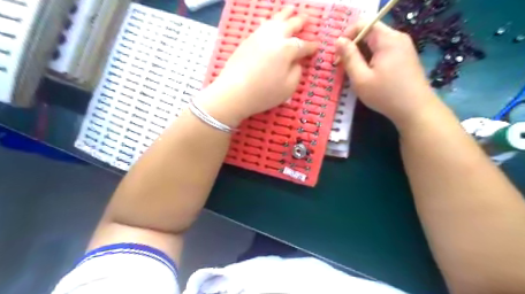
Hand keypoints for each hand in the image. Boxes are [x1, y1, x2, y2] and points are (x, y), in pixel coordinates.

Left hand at [202, 6, 315, 125]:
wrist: (234, 92)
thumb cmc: (264, 93)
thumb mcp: (288, 88)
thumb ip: (297, 72)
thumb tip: (296, 62)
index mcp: (288, 49)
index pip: (304, 46)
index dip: (312, 47)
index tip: (317, 46)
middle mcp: (275, 37)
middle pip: (290, 25)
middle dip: (300, 22)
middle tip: (306, 19)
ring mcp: (259, 36)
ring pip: (275, 20)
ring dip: (285, 14)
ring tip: (291, 10)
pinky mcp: (248, 40)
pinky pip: (261, 26)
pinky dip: (269, 21)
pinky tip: (269, 21)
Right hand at [336, 20, 438, 128]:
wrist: (416, 110)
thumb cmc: (385, 95)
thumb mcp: (361, 78)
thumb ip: (349, 57)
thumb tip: (338, 41)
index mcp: (387, 39)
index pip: (363, 24)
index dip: (346, 35)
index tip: (338, 55)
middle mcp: (397, 38)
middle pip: (369, 32)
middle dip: (353, 46)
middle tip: (343, 66)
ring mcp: (404, 47)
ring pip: (376, 43)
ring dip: (361, 54)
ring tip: (354, 72)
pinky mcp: (405, 57)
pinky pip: (384, 50)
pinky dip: (372, 58)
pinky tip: (368, 74)